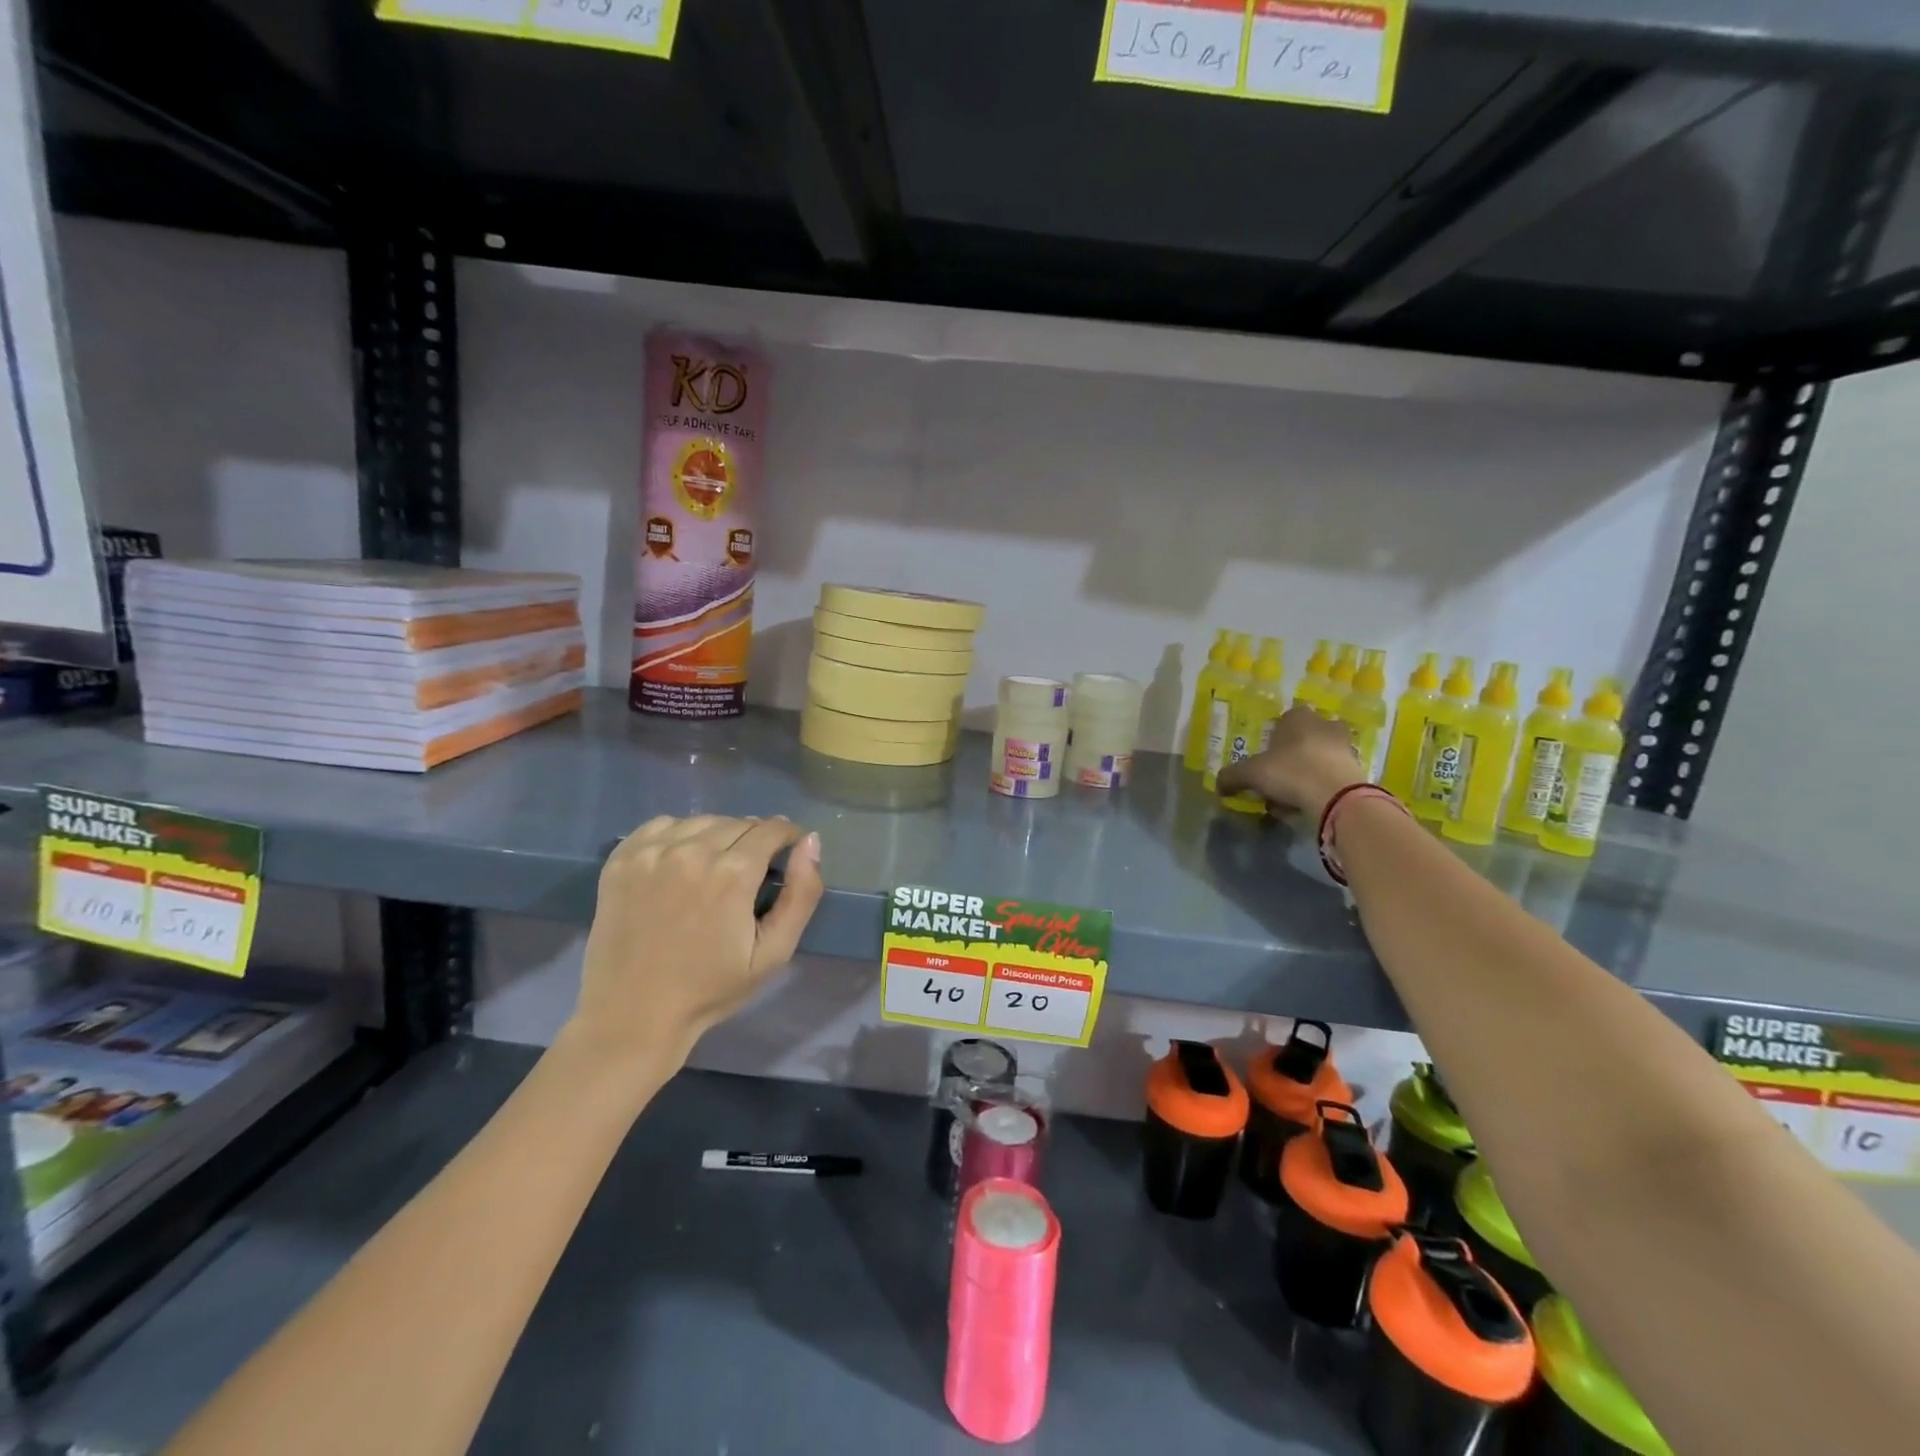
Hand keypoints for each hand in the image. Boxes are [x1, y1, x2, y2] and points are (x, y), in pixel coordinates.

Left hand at [563, 816, 823, 1083]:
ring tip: (717, 867)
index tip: (787, 854)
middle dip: (754, 839)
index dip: (787, 837)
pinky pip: (662, 825)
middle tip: (751, 873)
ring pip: (702, 821)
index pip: (771, 829)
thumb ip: (801, 894)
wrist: (632, 1015)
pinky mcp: (622, 858)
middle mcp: (691, 851)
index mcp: (732, 873)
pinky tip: (681, 862)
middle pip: (738, 823)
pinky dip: (679, 834)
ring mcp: (651, 852)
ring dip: (718, 835)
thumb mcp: (773, 953)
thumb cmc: (710, 988)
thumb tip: (810, 842)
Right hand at [1215, 705, 1366, 819]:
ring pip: (1319, 758)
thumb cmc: (1290, 771)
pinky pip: (1331, 776)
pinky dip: (1320, 787)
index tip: (1265, 758)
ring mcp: (1345, 746)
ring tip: (1290, 797)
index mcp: (1299, 717)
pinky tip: (1306, 804)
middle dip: (1292, 756)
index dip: (1273, 738)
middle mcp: (1325, 724)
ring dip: (1306, 773)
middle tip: (1277, 777)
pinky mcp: (1358, 769)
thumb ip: (1231, 777)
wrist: (1337, 796)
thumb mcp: (1250, 774)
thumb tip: (1218, 785)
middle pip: (1303, 738)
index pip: (1285, 719)